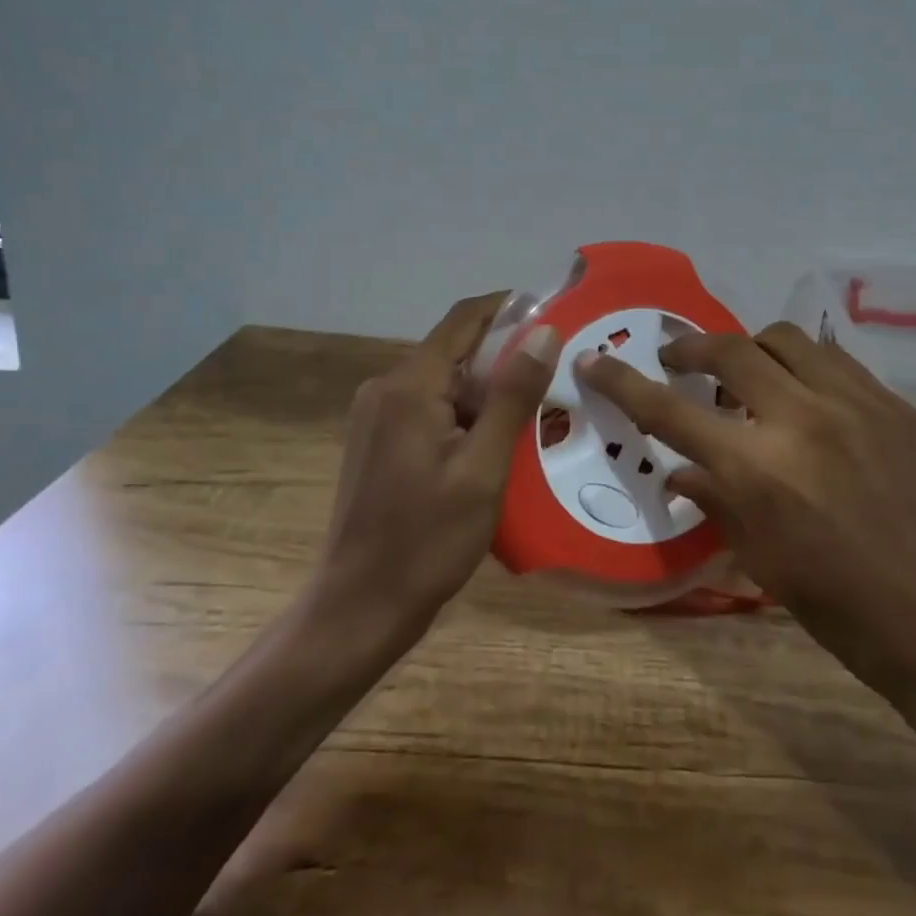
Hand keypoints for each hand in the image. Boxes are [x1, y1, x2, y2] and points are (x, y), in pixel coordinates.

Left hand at [315, 293, 561, 643]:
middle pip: (454, 349)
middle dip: (505, 356)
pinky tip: (495, 443)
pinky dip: (464, 413)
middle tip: (557, 376)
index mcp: (410, 385)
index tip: (555, 313)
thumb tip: (545, 332)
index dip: (509, 308)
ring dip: (487, 390)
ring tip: (536, 414)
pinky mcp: (377, 440)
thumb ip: (513, 395)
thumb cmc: (426, 541)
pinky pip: (429, 407)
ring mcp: (376, 415)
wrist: (359, 608)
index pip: (464, 318)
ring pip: (444, 381)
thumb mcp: (483, 469)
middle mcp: (386, 387)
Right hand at [576, 322, 915, 774]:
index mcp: (759, 469)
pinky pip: (834, 359)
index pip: (670, 410)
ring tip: (745, 374)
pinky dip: (803, 364)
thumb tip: (678, 471)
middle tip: (677, 361)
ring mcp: (855, 402)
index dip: (623, 383)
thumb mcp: (762, 562)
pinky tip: (803, 393)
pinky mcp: (894, 403)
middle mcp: (802, 418)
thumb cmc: (844, 611)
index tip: (595, 361)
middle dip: (689, 348)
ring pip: (784, 338)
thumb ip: (714, 502)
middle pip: (728, 349)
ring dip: (750, 348)